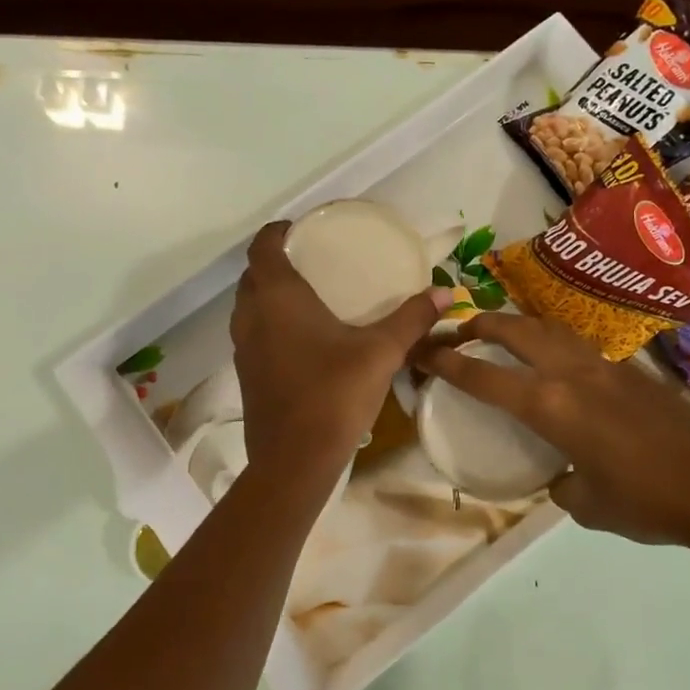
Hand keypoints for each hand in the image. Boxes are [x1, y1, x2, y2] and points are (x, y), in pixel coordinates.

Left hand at [231, 222, 451, 481]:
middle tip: (313, 260)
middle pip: (253, 275)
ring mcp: (243, 348)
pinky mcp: (246, 375)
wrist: (294, 460)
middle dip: (276, 261)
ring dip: (269, 294)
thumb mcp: (381, 352)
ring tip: (308, 295)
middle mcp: (251, 316)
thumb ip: (412, 318)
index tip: (303, 229)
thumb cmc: (334, 394)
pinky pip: (253, 333)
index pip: (263, 246)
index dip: (279, 231)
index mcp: (277, 297)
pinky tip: (302, 338)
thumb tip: (446, 292)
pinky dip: (270, 323)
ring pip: (249, 306)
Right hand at [415, 313, 689, 561]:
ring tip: (504, 336)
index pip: (483, 377)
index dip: (446, 362)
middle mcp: (573, 374)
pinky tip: (560, 368)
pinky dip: (555, 345)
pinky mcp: (635, 372)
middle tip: (459, 330)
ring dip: (519, 326)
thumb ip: (563, 485)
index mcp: (551, 406)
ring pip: (551, 329)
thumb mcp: (588, 505)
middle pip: (516, 330)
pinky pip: (581, 347)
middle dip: (481, 324)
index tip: (422, 351)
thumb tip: (563, 476)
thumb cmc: (648, 502)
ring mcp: (607, 367)